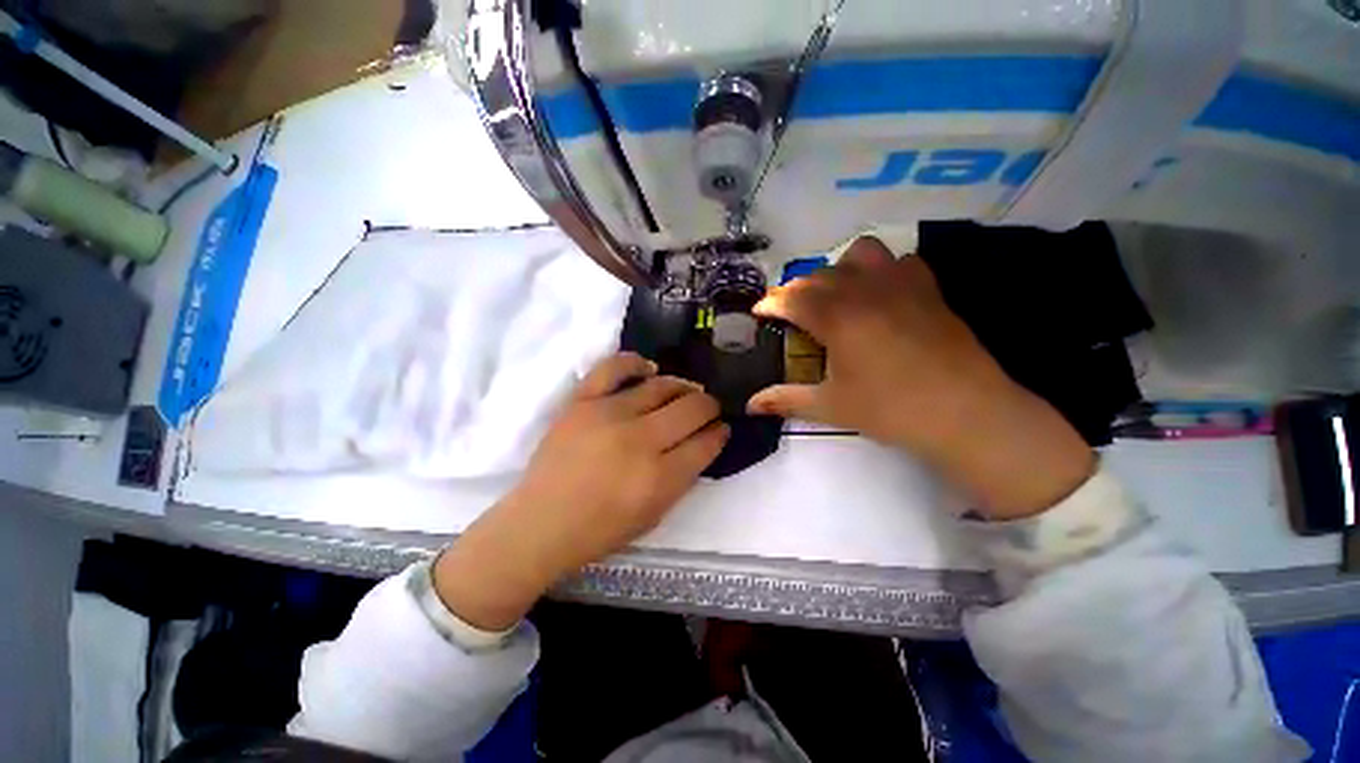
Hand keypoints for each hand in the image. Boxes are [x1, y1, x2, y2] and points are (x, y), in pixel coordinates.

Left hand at [434, 353, 727, 629]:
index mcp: (660, 477)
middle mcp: (640, 440)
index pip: (706, 442)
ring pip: (661, 385)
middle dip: (709, 406)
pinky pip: (614, 367)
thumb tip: (702, 442)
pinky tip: (648, 369)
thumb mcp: (655, 516)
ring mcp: (609, 415)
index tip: (722, 427)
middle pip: (691, 409)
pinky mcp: (582, 401)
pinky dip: (635, 362)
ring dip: (682, 387)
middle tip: (709, 408)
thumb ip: (683, 477)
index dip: (720, 432)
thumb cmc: (600, 529)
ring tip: (685, 391)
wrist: (541, 522)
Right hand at [749, 236, 1093, 519]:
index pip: (792, 298)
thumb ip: (786, 399)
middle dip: (796, 290)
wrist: (967, 413)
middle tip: (790, 313)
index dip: (770, 302)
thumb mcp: (831, 407)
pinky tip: (879, 294)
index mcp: (838, 318)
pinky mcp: (929, 290)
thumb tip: (751, 405)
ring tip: (836, 295)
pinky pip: (900, 261)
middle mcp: (865, 291)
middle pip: (819, 275)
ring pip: (860, 253)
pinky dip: (881, 270)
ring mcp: (901, 285)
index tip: (758, 311)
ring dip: (839, 269)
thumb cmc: (891, 410)